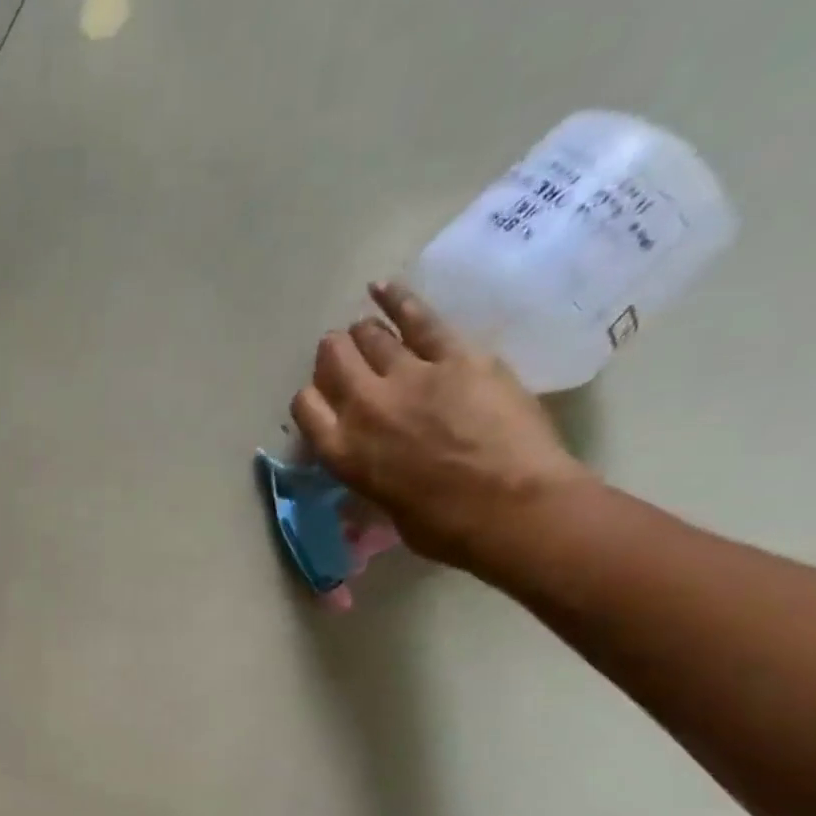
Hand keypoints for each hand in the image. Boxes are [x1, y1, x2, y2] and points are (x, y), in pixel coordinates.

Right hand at [291, 281, 593, 573]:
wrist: (509, 508)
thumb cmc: (443, 526)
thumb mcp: (383, 505)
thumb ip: (368, 472)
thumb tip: (372, 462)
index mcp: (341, 452)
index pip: (305, 407)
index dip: (312, 399)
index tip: (323, 400)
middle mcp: (363, 407)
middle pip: (334, 362)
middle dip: (334, 355)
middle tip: (342, 355)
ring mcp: (409, 376)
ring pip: (371, 338)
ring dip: (363, 333)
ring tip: (364, 330)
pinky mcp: (456, 357)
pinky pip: (419, 319)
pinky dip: (397, 300)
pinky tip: (382, 289)